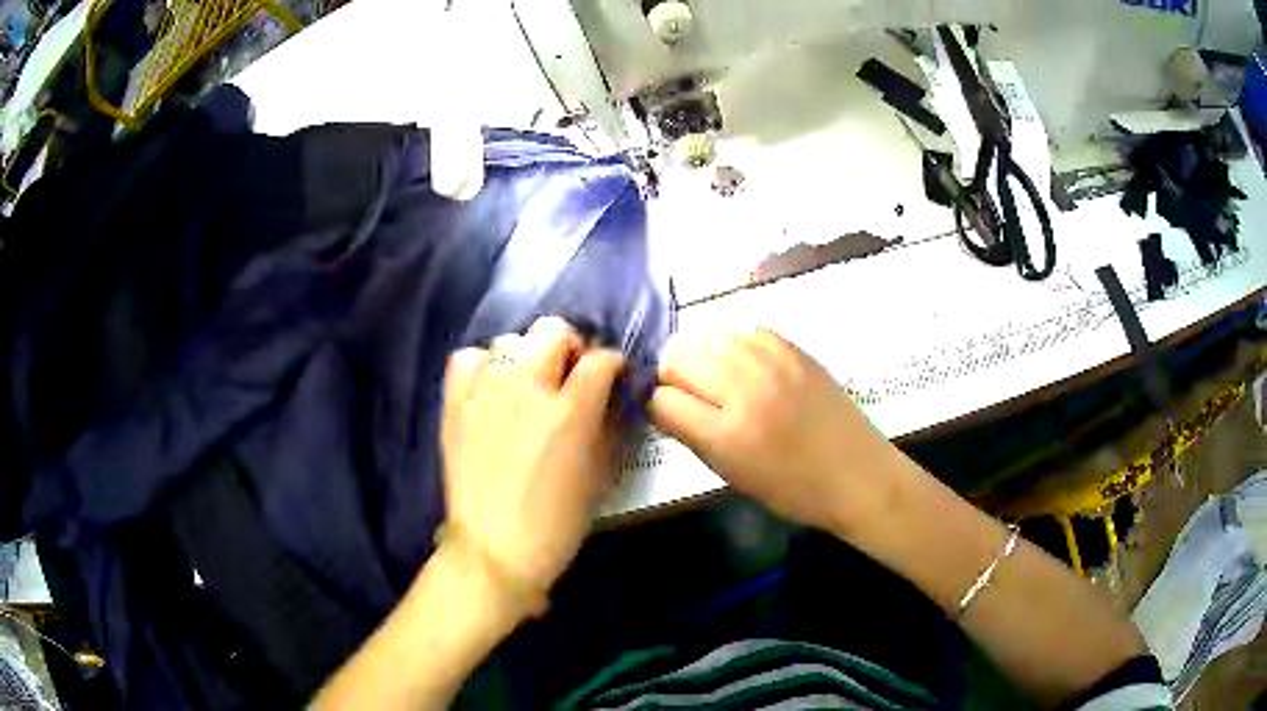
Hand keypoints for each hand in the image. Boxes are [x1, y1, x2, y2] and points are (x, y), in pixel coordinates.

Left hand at [440, 317, 624, 595]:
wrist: (495, 549)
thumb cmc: (557, 522)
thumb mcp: (600, 476)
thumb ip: (608, 425)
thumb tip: (611, 395)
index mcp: (571, 411)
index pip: (601, 359)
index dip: (613, 363)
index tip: (612, 376)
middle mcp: (527, 388)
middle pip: (553, 331)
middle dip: (571, 346)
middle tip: (570, 374)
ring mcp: (485, 392)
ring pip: (509, 340)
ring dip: (526, 356)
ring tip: (527, 382)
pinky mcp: (456, 403)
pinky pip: (467, 358)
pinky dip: (482, 365)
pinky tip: (490, 386)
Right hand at [649, 327, 901, 534]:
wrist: (857, 474)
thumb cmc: (793, 491)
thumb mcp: (732, 476)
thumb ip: (694, 437)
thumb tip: (666, 406)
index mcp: (726, 435)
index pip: (663, 400)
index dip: (657, 407)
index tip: (667, 413)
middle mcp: (744, 390)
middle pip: (678, 358)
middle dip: (672, 376)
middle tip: (687, 393)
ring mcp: (772, 363)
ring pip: (708, 336)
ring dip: (701, 355)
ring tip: (713, 375)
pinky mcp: (794, 349)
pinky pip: (745, 330)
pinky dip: (734, 344)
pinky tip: (742, 362)